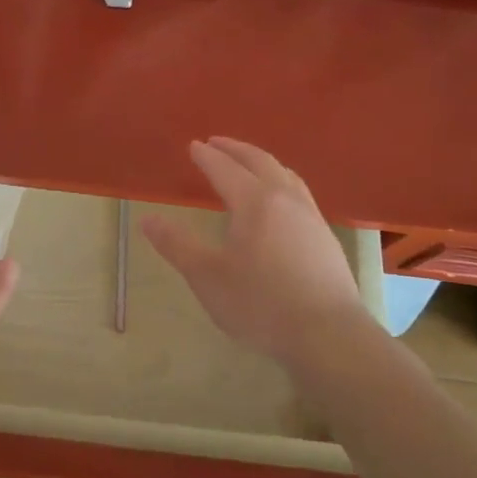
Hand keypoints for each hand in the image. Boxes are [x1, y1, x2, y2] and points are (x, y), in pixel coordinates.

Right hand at [142, 138, 369, 364]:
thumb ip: (176, 245)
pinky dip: (281, 181)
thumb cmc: (261, 304)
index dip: (207, 156)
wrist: (329, 336)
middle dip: (235, 149)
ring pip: (285, 174)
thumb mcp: (207, 276)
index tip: (193, 145)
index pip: (225, 169)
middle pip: (259, 161)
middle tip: (217, 142)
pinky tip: (281, 201)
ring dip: (262, 162)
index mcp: (254, 201)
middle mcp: (285, 199)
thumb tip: (147, 219)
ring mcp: (310, 216)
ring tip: (249, 163)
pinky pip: (299, 192)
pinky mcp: (325, 236)